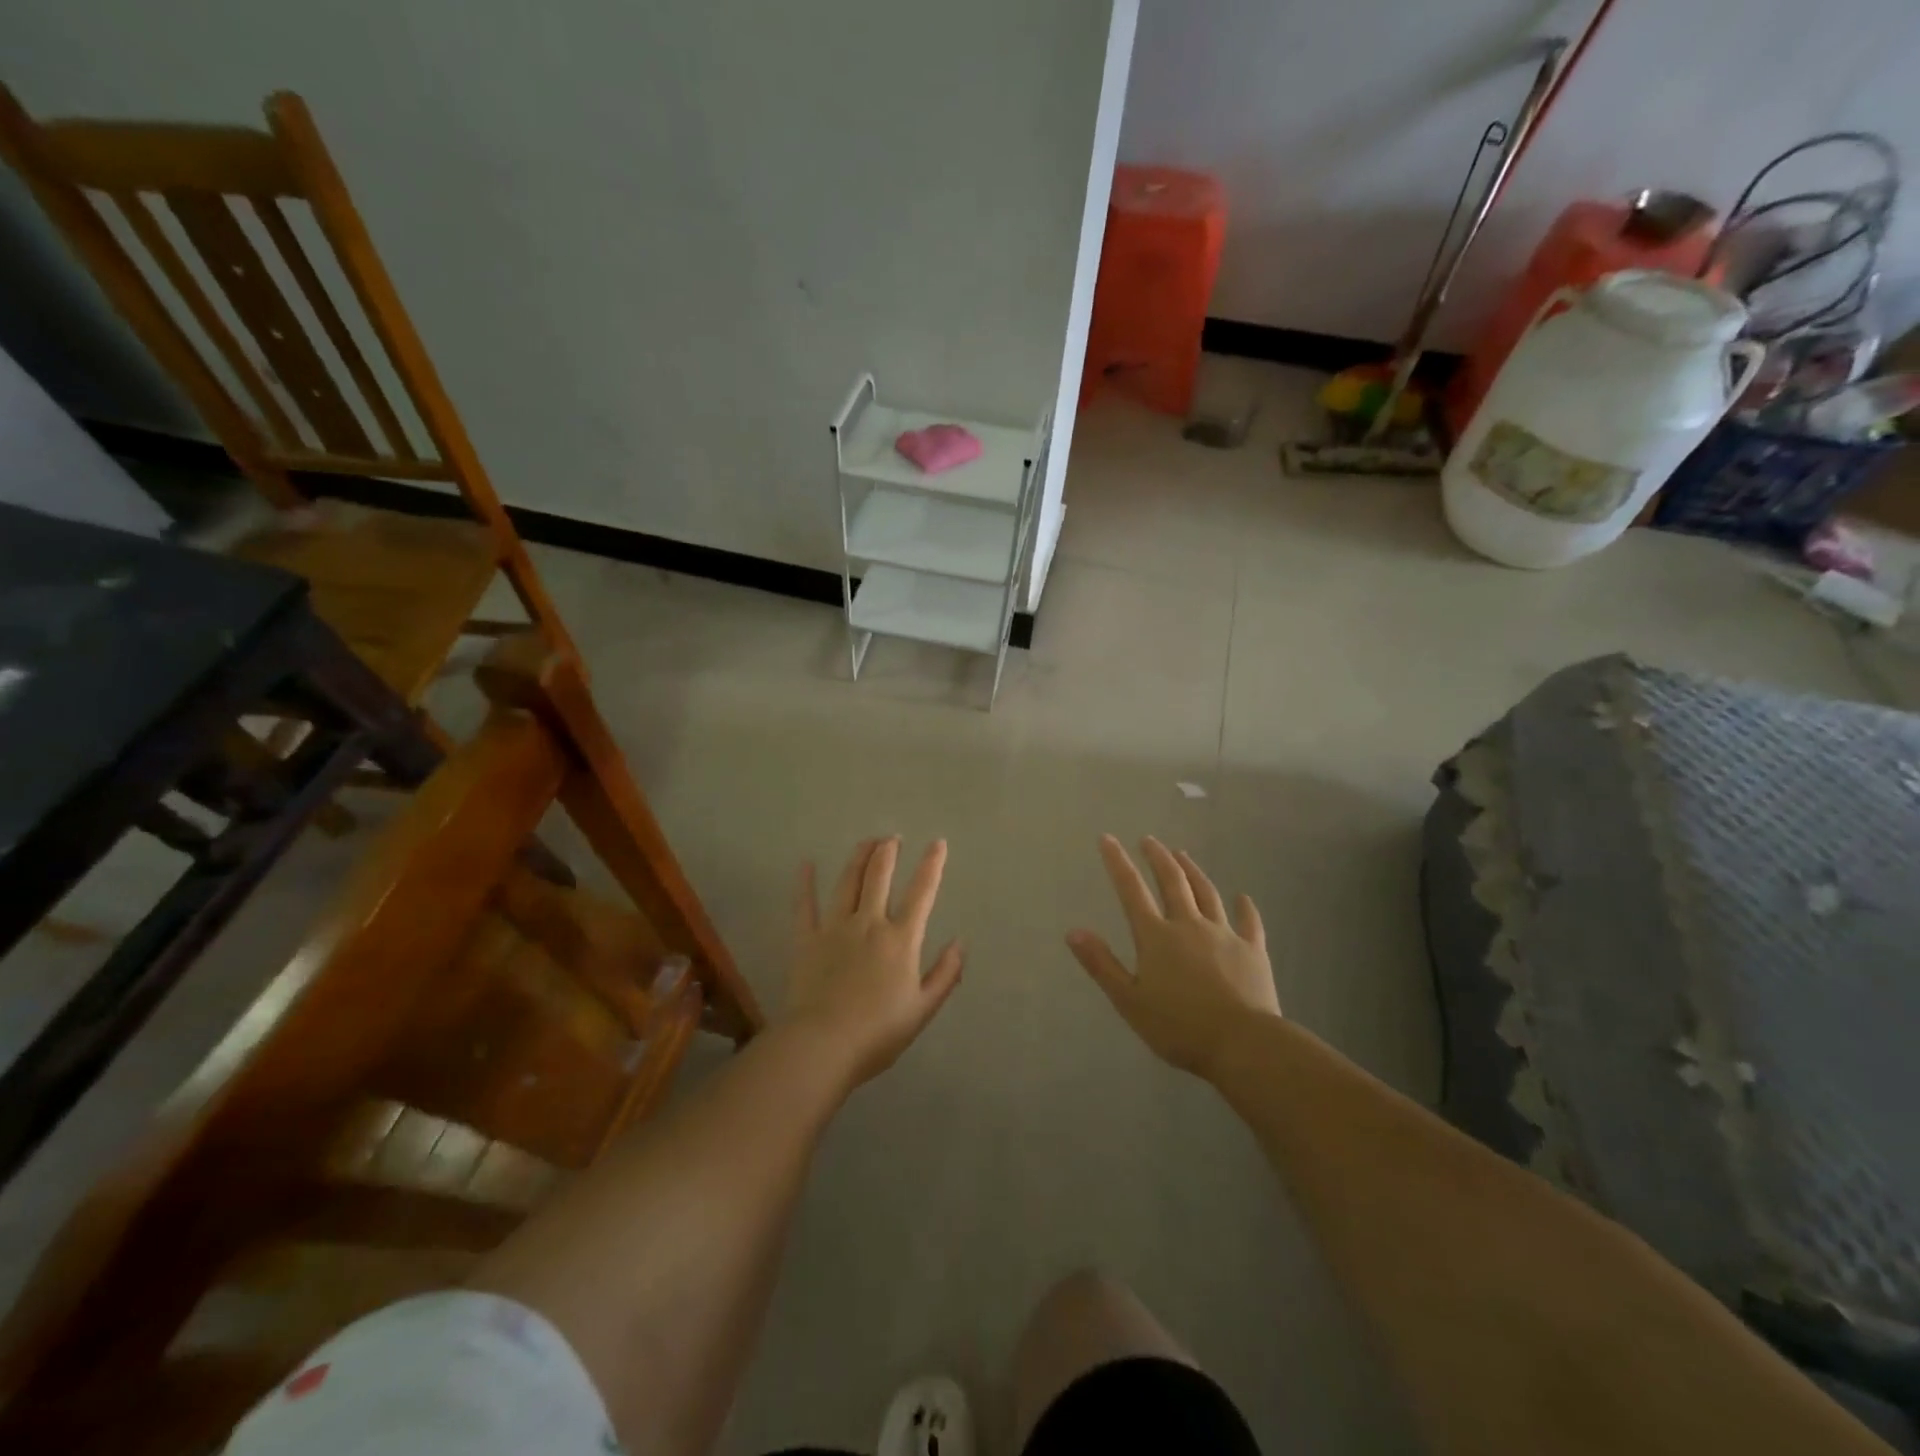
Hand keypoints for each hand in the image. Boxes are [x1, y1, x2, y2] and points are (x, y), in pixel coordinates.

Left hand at [788, 837, 964, 1086]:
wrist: (823, 1045)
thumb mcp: (922, 1009)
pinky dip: (805, 884)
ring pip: (847, 882)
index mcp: (901, 939)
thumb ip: (945, 974)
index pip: (921, 892)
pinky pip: (805, 905)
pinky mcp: (807, 940)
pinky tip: (806, 865)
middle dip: (888, 852)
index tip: (938, 843)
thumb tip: (960, 943)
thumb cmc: (878, 1033)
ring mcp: (835, 928)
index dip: (931, 865)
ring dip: (858, 858)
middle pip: (879, 877)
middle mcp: (869, 923)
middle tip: (893, 837)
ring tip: (867, 842)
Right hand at [1067, 836, 1279, 1076]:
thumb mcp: (1129, 1000)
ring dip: (1193, 871)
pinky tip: (1243, 897)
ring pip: (1207, 893)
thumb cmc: (1179, 1027)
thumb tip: (1073, 931)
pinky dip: (1245, 907)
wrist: (1243, 1043)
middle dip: (1158, 857)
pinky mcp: (1252, 950)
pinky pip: (1249, 922)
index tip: (1107, 838)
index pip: (1131, 890)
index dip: (1117, 862)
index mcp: (1156, 936)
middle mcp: (1189, 925)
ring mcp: (1224, 934)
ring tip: (1183, 855)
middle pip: (1172, 881)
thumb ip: (1102, 964)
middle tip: (1149, 840)